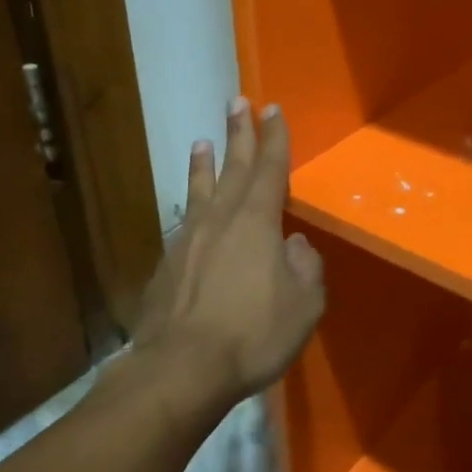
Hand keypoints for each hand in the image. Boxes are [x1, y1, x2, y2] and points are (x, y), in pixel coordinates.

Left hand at [134, 99, 325, 402]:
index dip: (274, 139)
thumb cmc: (253, 334)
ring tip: (203, 141)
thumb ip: (305, 268)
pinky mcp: (167, 265)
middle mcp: (220, 220)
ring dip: (205, 164)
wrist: (180, 369)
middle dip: (239, 134)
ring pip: (200, 191)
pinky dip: (189, 205)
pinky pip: (184, 223)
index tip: (272, 110)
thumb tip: (294, 246)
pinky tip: (190, 211)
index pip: (270, 170)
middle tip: (237, 102)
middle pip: (233, 168)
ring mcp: (188, 240)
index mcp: (257, 222)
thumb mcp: (303, 305)